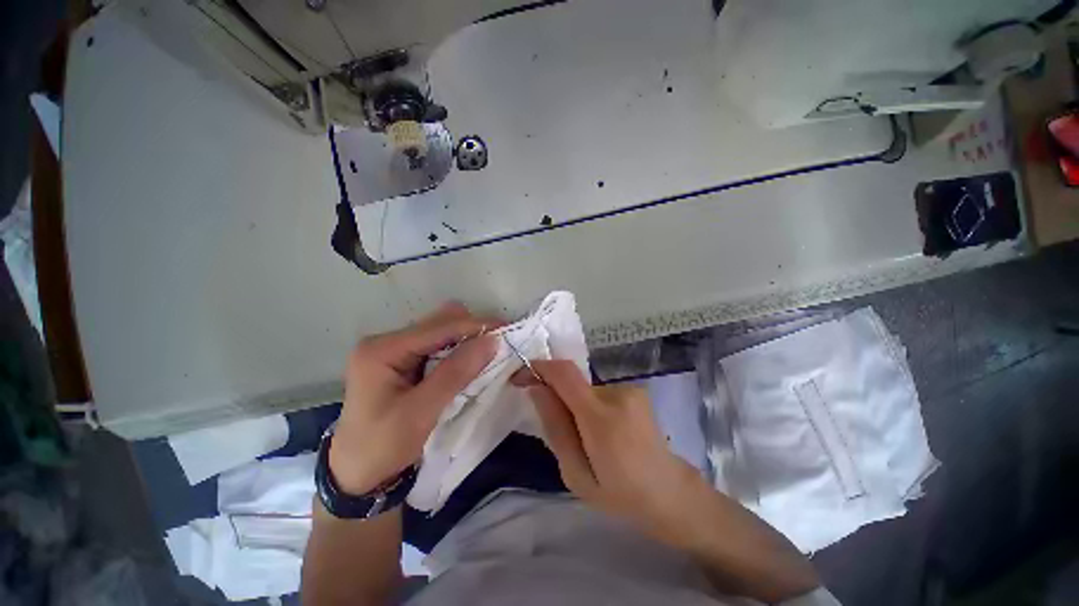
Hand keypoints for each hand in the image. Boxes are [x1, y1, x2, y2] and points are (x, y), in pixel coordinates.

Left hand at [330, 303, 497, 494]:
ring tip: (488, 353)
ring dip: (467, 340)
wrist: (356, 475)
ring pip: (441, 331)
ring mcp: (394, 349)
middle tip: (499, 345)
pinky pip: (438, 345)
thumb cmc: (382, 447)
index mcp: (383, 349)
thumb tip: (492, 341)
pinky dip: (458, 350)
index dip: (475, 326)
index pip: (439, 327)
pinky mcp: (402, 360)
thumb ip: (456, 373)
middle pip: (439, 321)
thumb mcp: (421, 412)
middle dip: (472, 330)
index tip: (507, 331)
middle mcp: (387, 341)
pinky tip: (469, 362)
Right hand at [523, 360, 701, 538]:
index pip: (564, 374)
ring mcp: (630, 389)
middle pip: (573, 382)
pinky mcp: (636, 389)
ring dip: (577, 406)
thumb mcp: (576, 475)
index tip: (521, 376)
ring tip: (589, 438)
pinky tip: (605, 432)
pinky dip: (592, 406)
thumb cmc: (619, 493)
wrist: (669, 491)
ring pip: (585, 389)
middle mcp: (617, 394)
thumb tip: (536, 389)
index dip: (539, 368)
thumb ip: (555, 428)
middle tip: (561, 430)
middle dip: (558, 397)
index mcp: (601, 419)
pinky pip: (600, 392)